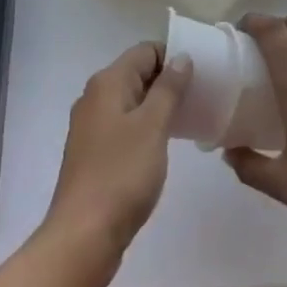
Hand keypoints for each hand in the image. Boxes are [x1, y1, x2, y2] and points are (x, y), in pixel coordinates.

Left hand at [42, 42, 192, 280]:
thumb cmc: (122, 174)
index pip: (145, 51)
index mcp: (107, 83)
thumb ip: (168, 88)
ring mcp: (91, 126)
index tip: (202, 74)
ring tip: (189, 118)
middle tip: (202, 96)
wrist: (83, 235)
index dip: (174, 56)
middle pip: (137, 73)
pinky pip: (124, 125)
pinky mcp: (93, 152)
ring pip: (131, 101)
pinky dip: (145, 126)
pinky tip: (164, 144)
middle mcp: (94, 97)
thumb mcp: (153, 126)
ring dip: (158, 105)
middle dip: (168, 81)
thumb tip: (181, 57)